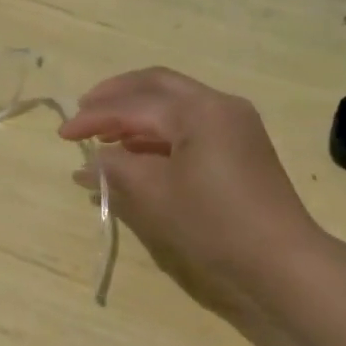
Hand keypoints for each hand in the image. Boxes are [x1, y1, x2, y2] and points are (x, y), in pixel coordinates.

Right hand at [59, 68, 323, 323]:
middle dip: (116, 94)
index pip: (134, 104)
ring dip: (137, 111)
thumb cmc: (214, 225)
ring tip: (105, 134)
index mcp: (199, 110)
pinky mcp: (241, 143)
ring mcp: (234, 122)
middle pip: (156, 84)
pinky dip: (159, 129)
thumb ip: (117, 169)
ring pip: (175, 100)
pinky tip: (138, 149)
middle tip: (83, 110)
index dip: (94, 117)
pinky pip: (191, 122)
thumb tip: (91, 161)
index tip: (63, 134)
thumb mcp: (155, 196)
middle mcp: (219, 104)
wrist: (282, 260)